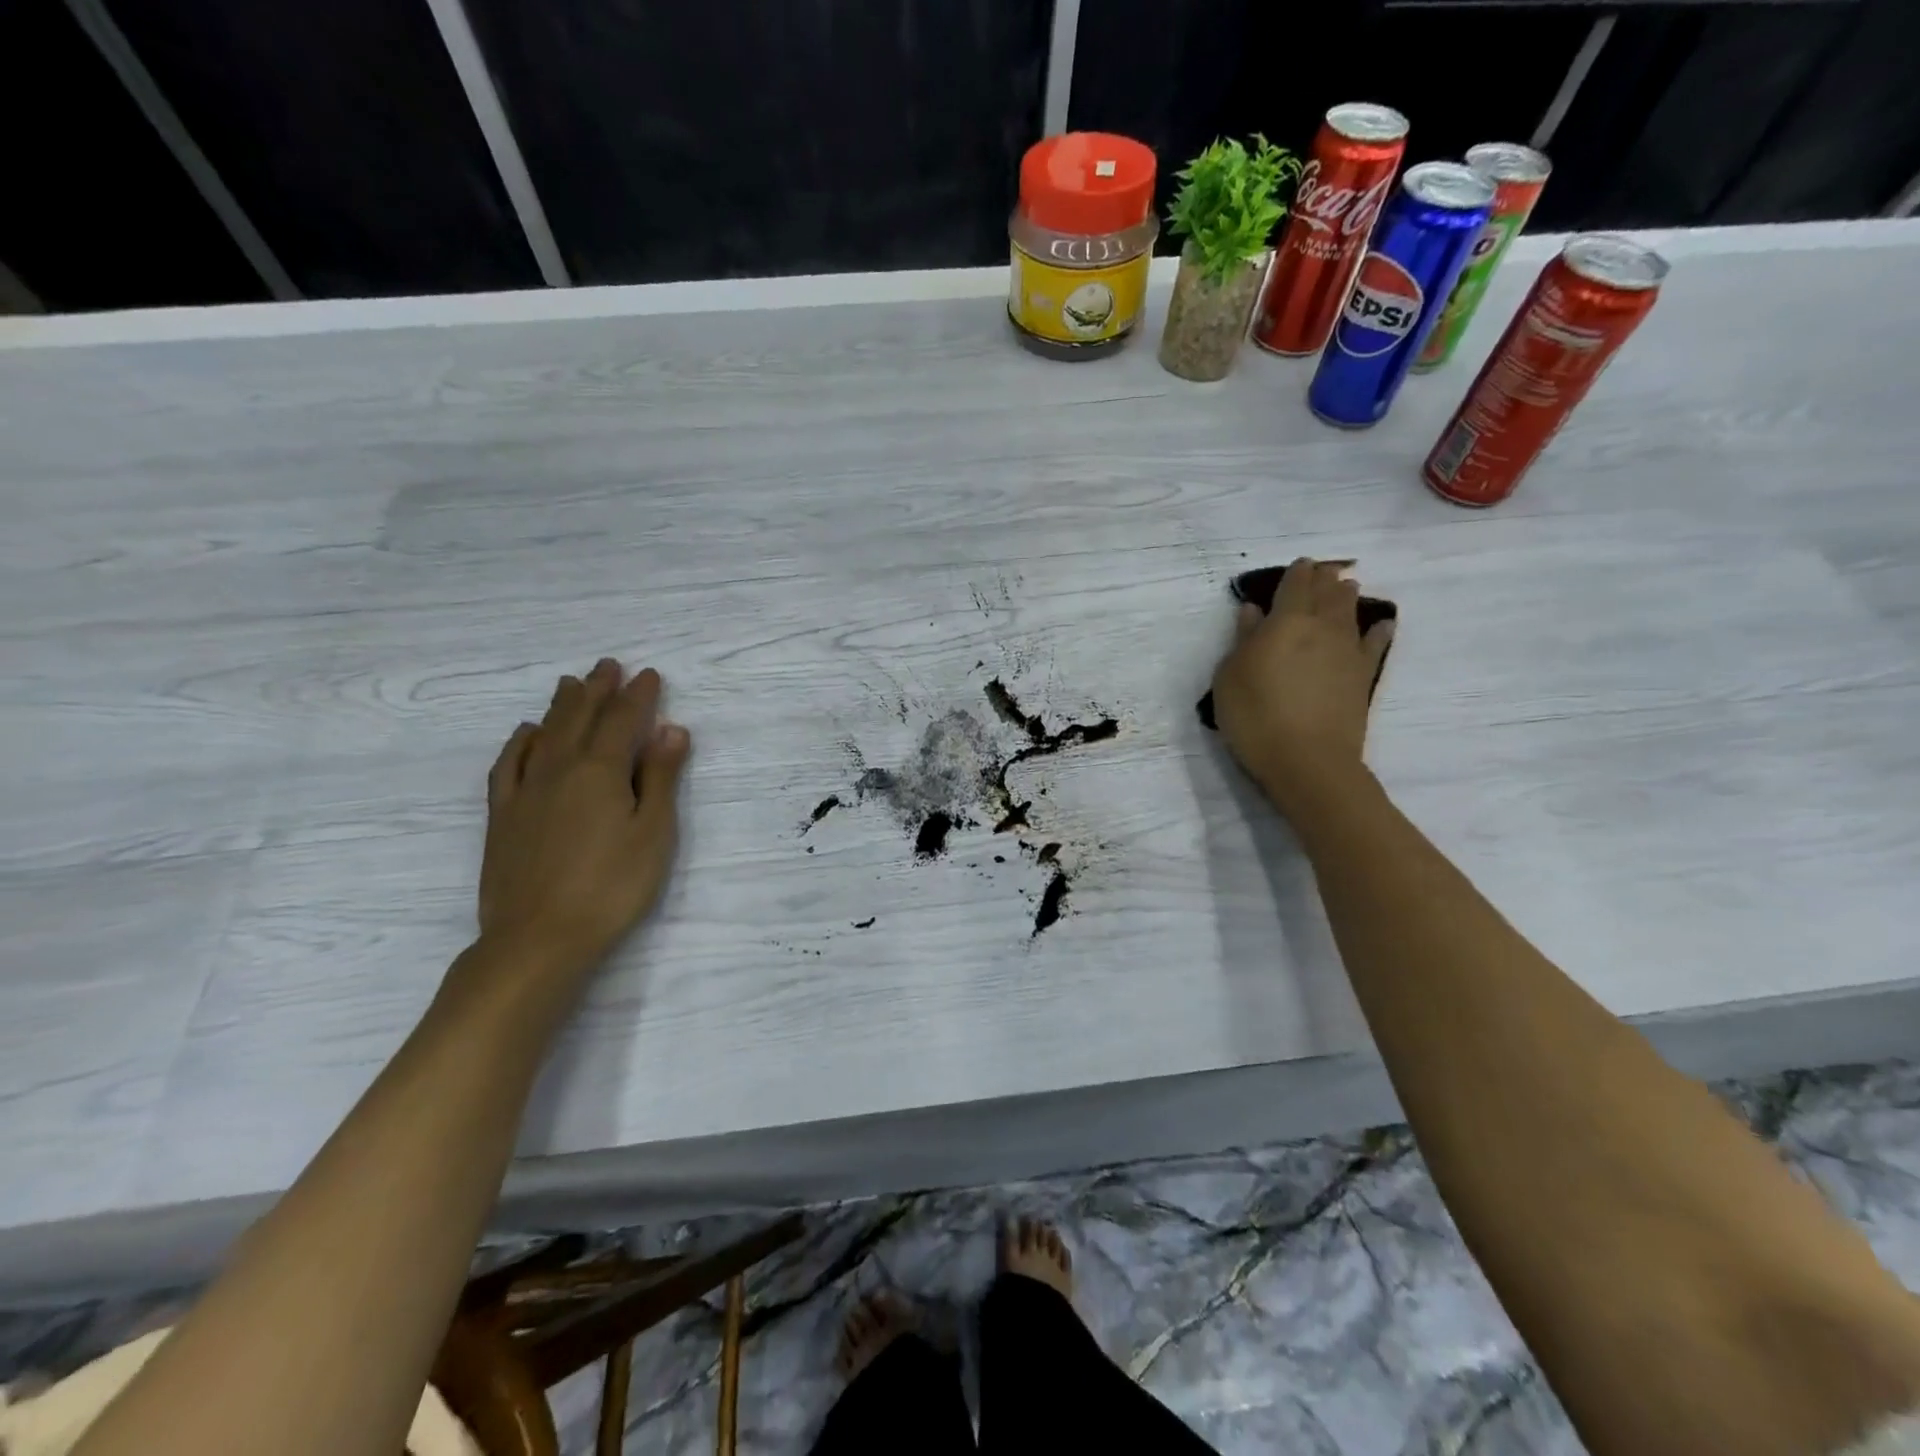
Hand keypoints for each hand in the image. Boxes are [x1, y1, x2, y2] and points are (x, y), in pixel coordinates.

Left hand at [477, 658, 690, 973]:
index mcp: (601, 771)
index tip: (650, 675)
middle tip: (608, 665)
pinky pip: (508, 764)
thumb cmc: (612, 886)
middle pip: (579, 717)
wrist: (539, 938)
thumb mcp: (653, 832)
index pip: (623, 719)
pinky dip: (520, 741)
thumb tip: (671, 729)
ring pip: (543, 734)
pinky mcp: (502, 815)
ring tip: (570, 683)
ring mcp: (525, 791)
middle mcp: (560, 769)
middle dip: (597, 688)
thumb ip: (660, 778)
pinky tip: (526, 734)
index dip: (639, 695)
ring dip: (560, 705)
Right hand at [1209, 558, 1392, 820]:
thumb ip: (1243, 640)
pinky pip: (1375, 644)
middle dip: (1323, 579)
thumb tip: (1253, 612)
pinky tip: (1382, 625)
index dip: (1296, 572)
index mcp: (1286, 621)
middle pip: (1327, 592)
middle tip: (1322, 572)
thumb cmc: (1255, 716)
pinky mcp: (1364, 676)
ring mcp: (1348, 650)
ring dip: (1347, 596)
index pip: (1294, 584)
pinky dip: (1378, 630)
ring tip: (1346, 588)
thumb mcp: (1230, 676)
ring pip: (1351, 611)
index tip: (1298, 565)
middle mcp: (1322, 626)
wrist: (1307, 760)